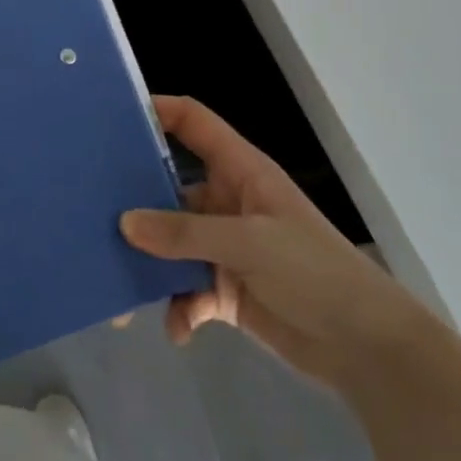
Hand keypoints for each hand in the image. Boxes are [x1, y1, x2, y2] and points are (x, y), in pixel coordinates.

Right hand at [121, 95, 437, 393]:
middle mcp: (226, 202)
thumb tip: (124, 223)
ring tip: (120, 281)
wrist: (368, 350)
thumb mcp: (249, 243)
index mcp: (240, 171)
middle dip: (135, 201)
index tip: (112, 116)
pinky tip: (179, 328)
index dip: (157, 110)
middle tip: (92, 208)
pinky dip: (177, 307)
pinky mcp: (223, 289)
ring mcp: (223, 247)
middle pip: (168, 185)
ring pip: (169, 242)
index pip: (194, 123)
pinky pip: (184, 289)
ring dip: (149, 262)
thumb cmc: (315, 273)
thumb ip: (184, 233)